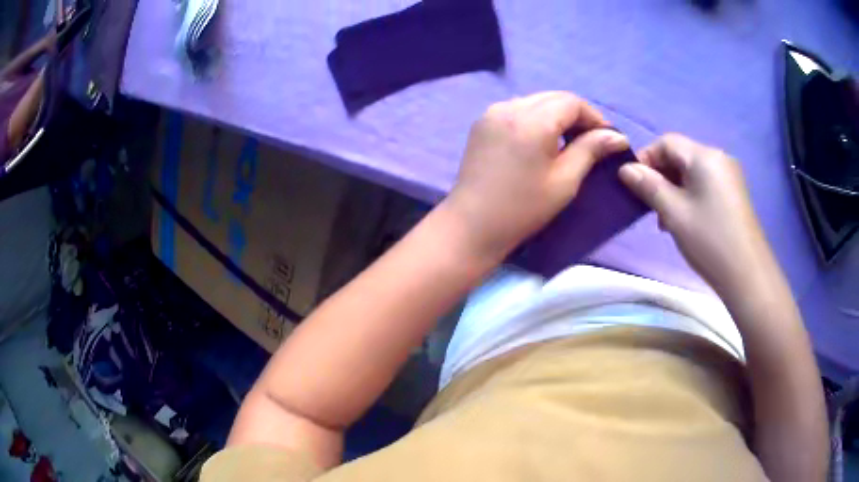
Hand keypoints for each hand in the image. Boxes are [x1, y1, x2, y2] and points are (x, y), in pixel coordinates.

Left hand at [444, 91, 629, 260]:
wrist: (472, 226)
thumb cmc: (523, 208)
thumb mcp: (565, 181)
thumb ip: (590, 150)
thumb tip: (617, 136)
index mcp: (532, 120)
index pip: (572, 102)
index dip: (594, 117)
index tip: (608, 138)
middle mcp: (510, 107)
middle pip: (553, 98)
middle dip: (577, 114)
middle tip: (592, 140)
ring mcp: (491, 113)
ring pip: (535, 102)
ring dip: (556, 115)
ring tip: (569, 140)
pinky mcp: (482, 123)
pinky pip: (517, 110)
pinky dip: (535, 118)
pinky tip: (541, 140)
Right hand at [618, 133, 771, 293]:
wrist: (747, 274)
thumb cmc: (709, 240)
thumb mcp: (673, 212)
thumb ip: (648, 186)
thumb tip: (625, 169)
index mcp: (703, 156)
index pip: (666, 142)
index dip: (646, 159)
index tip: (633, 185)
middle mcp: (718, 157)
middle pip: (680, 156)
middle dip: (660, 177)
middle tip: (651, 207)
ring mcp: (729, 176)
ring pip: (692, 173)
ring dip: (674, 189)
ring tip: (667, 219)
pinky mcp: (734, 193)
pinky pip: (705, 185)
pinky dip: (690, 196)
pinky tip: (687, 220)